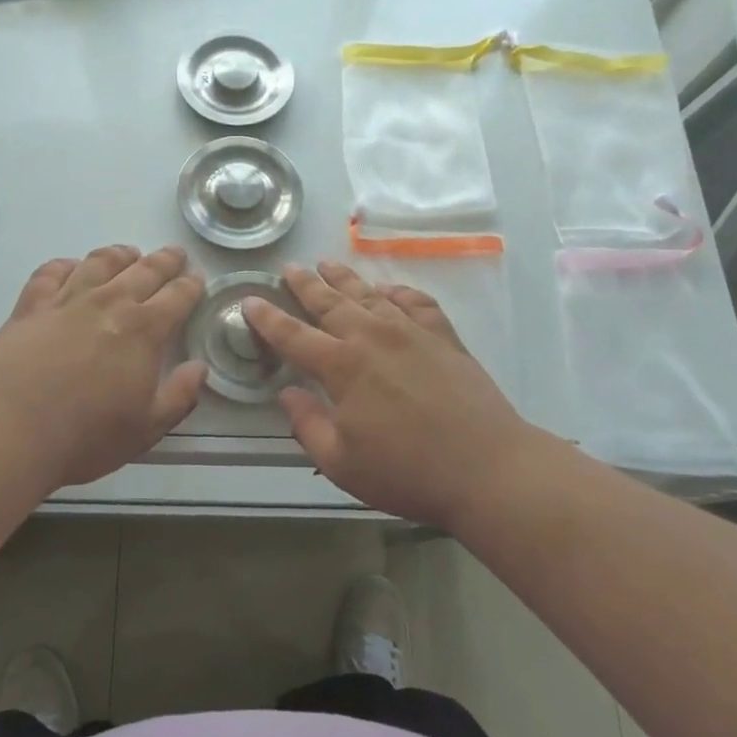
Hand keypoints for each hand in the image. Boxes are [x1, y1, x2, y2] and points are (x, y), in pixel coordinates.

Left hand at [0, 245, 207, 487]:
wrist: (14, 430)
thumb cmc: (88, 435)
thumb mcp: (147, 428)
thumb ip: (180, 396)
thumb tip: (199, 368)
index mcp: (144, 331)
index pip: (176, 298)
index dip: (190, 286)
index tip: (197, 278)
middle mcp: (109, 304)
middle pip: (143, 271)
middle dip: (164, 260)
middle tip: (174, 253)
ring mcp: (67, 301)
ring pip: (99, 263)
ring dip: (119, 255)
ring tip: (128, 253)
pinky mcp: (31, 307)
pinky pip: (51, 273)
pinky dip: (65, 265)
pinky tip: (71, 267)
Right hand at [244, 261, 531, 530]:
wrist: (487, 468)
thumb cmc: (407, 472)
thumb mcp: (341, 462)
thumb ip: (307, 424)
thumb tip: (287, 393)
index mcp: (342, 366)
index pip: (293, 335)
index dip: (268, 318)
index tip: (250, 301)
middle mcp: (373, 337)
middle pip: (330, 302)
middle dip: (305, 285)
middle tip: (288, 269)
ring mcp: (411, 332)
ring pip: (369, 294)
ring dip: (344, 278)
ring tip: (327, 264)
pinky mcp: (444, 337)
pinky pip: (416, 302)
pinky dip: (397, 292)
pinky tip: (389, 291)